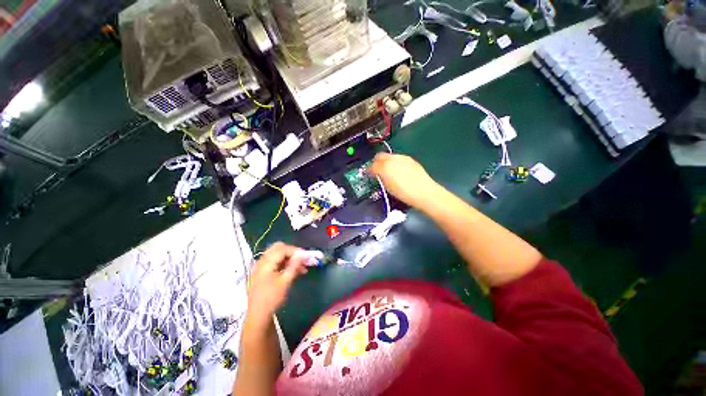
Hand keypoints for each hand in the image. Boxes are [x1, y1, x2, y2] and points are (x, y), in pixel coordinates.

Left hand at [246, 242, 307, 324]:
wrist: (257, 316)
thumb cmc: (272, 298)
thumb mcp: (285, 282)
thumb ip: (294, 266)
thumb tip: (302, 255)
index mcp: (266, 262)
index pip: (283, 249)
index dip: (295, 251)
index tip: (306, 256)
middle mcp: (262, 261)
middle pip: (278, 248)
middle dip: (291, 252)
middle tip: (301, 258)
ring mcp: (261, 267)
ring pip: (277, 255)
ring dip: (289, 258)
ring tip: (301, 266)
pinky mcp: (262, 273)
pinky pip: (275, 262)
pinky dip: (284, 263)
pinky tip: (293, 271)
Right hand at [369, 153, 440, 208]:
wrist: (424, 192)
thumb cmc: (404, 193)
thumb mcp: (388, 187)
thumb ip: (381, 178)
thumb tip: (378, 175)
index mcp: (385, 167)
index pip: (372, 165)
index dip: (369, 170)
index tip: (369, 174)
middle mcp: (392, 159)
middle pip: (380, 156)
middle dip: (376, 162)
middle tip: (376, 170)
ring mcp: (402, 158)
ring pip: (389, 156)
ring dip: (386, 162)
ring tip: (388, 171)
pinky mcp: (410, 159)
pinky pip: (398, 158)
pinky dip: (395, 163)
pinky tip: (399, 171)